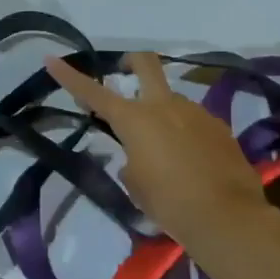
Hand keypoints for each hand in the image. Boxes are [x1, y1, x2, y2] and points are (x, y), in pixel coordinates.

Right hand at [44, 51, 274, 259]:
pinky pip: (194, 121)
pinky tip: (193, 161)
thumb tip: (140, 156)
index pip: (93, 92)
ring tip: (167, 149)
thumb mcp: (136, 185)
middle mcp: (164, 105)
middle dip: (132, 61)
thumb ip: (131, 161)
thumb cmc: (170, 204)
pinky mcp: (219, 127)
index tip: (51, 59)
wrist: (228, 219)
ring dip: (163, 113)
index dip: (69, 76)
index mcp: (134, 119)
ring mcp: (195, 112)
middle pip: (145, 63)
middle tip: (125, 70)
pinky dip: (187, 133)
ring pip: (172, 99)